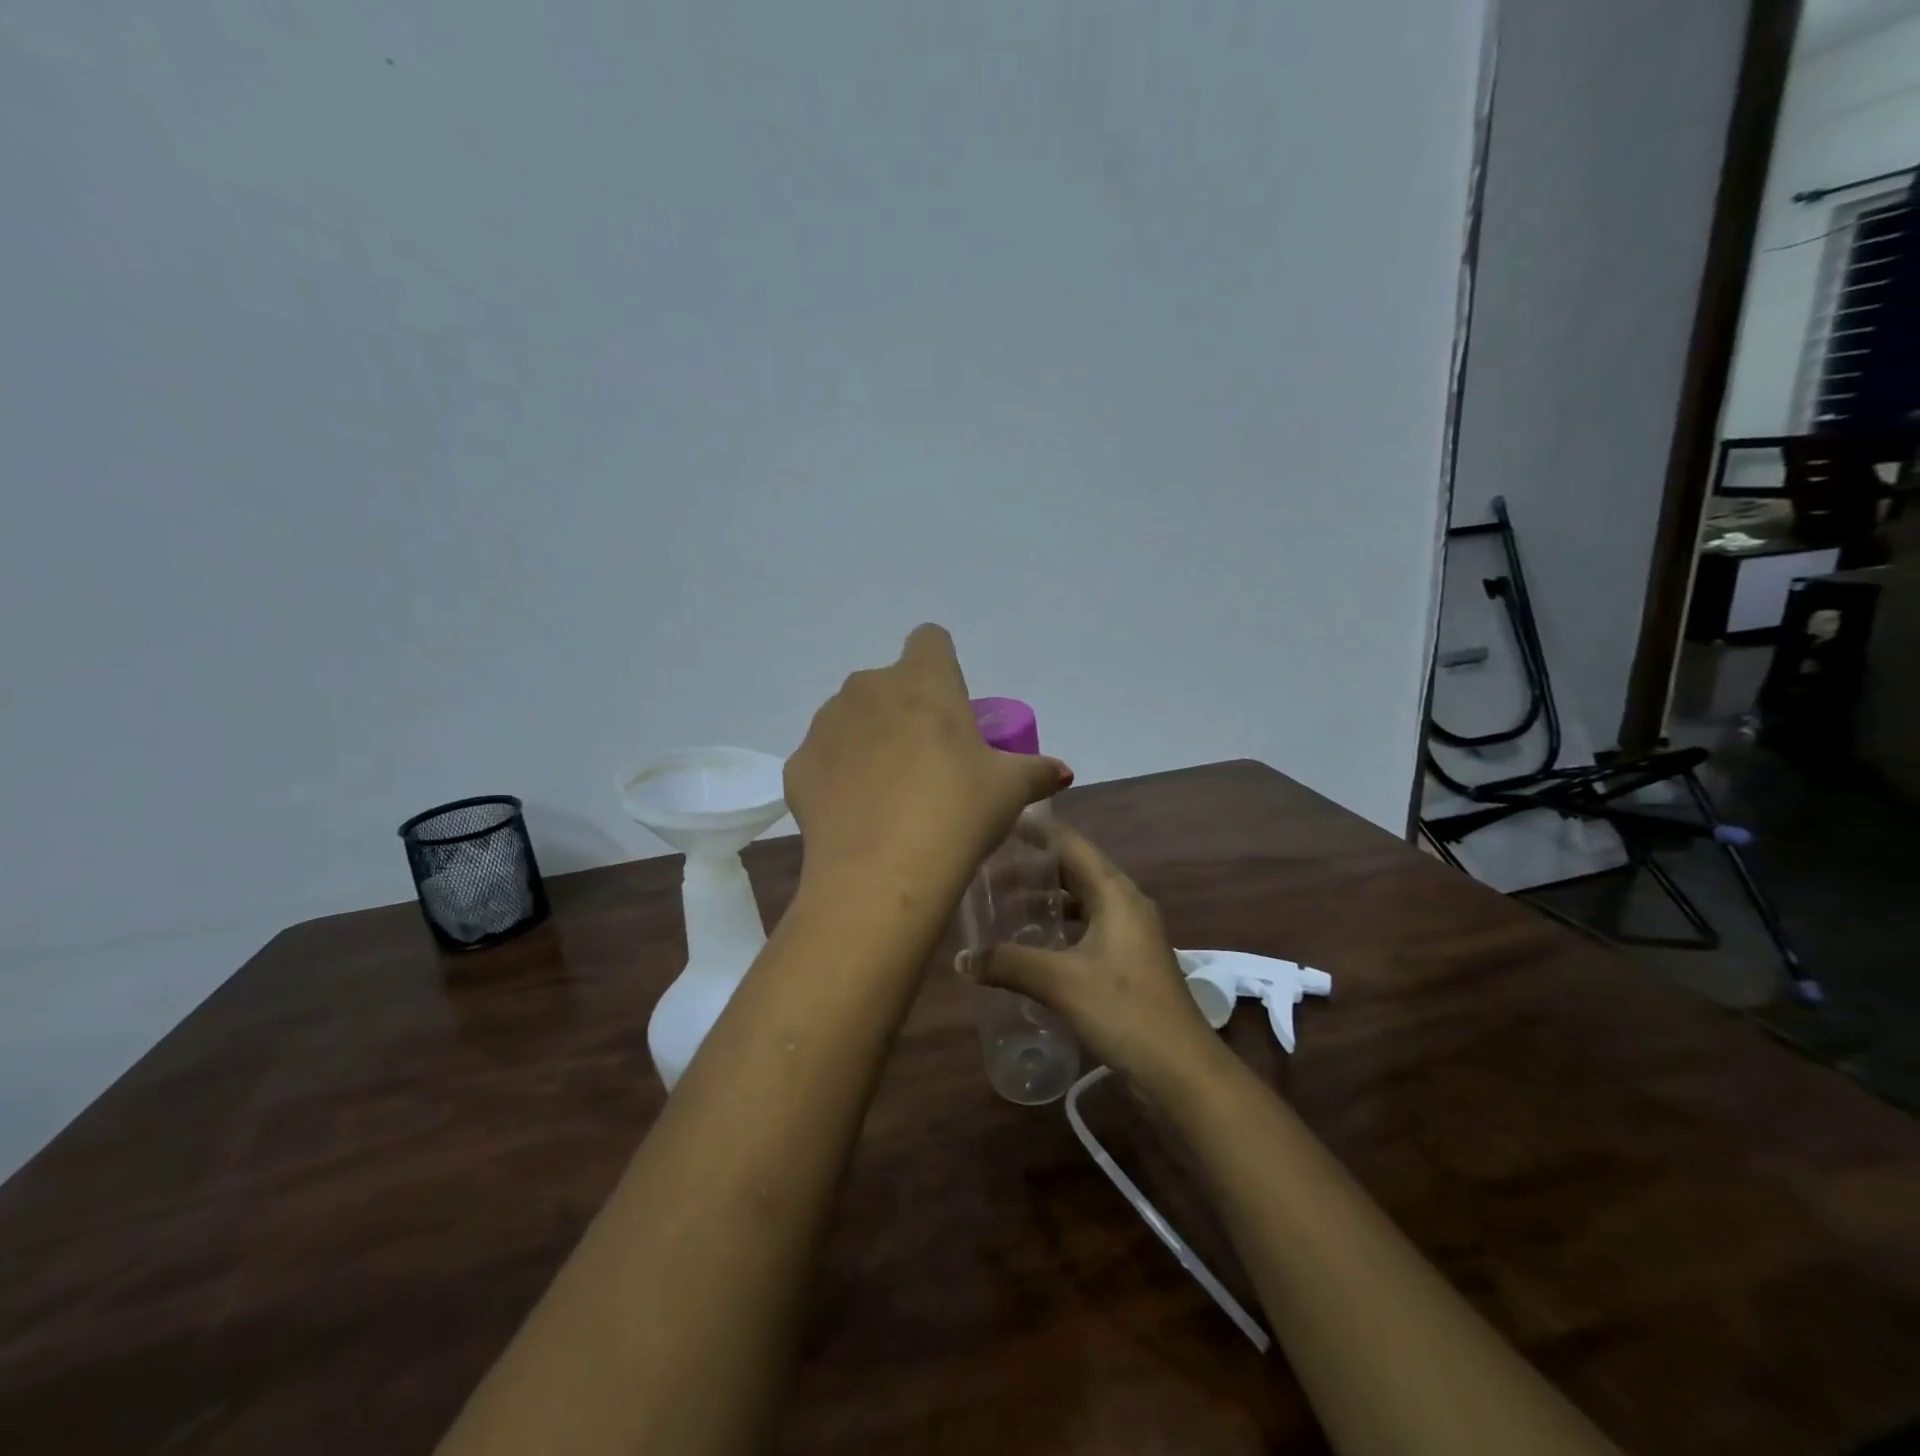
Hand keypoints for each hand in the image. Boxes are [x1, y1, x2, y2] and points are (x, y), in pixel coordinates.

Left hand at [785, 625, 1071, 896]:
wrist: (880, 874)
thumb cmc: (956, 813)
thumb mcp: (1010, 791)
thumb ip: (1037, 770)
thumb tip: (1061, 771)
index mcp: (922, 681)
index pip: (930, 640)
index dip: (943, 667)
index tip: (953, 707)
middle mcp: (867, 688)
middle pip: (890, 683)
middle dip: (906, 709)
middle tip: (928, 761)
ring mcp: (825, 725)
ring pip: (852, 718)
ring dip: (870, 739)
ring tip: (890, 793)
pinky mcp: (798, 765)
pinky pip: (824, 758)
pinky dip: (838, 776)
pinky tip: (857, 814)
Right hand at [968, 818, 1219, 1087]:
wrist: (1181, 1070)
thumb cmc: (1124, 1010)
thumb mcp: (1061, 982)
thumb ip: (1008, 964)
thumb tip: (961, 959)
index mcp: (1115, 893)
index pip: (1071, 844)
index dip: (1037, 831)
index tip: (1000, 821)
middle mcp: (1125, 904)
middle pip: (1075, 870)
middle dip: (1033, 868)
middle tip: (989, 869)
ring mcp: (1130, 933)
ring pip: (1081, 901)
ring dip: (1046, 900)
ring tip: (1004, 904)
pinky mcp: (1129, 961)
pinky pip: (1087, 927)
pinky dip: (1060, 927)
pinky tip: (1033, 944)